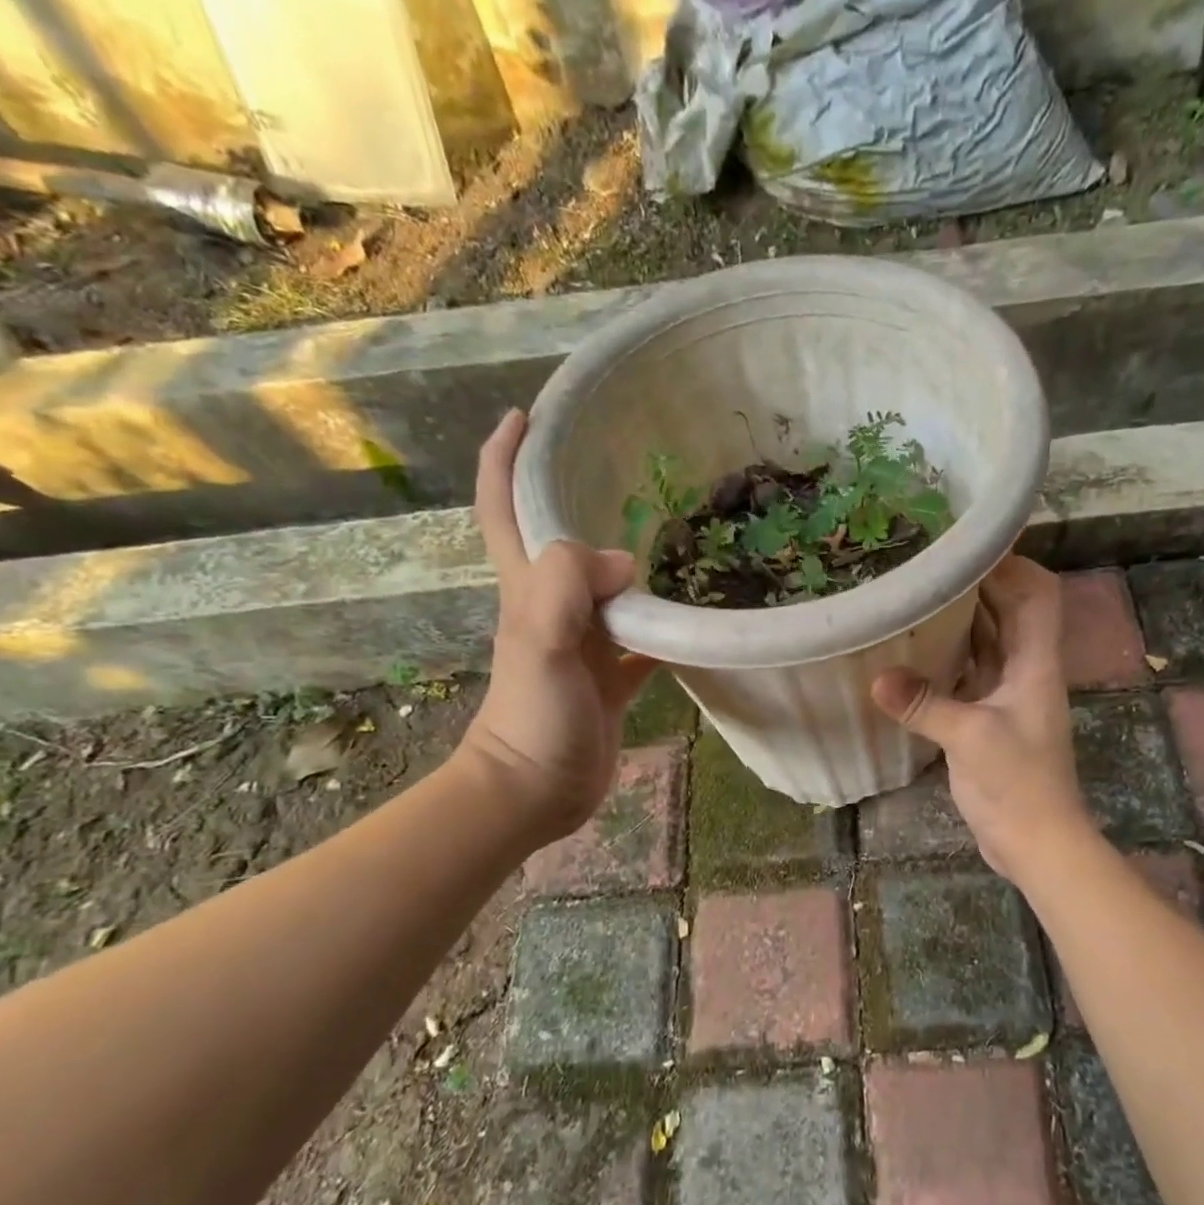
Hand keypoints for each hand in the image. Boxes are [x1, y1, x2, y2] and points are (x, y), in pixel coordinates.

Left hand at [454, 410, 654, 840]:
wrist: (534, 790)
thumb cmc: (532, 718)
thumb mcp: (540, 642)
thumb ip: (570, 587)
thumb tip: (626, 561)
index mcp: (529, 588)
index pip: (506, 508)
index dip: (506, 458)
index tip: (526, 414)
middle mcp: (553, 606)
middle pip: (561, 538)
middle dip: (576, 493)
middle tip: (625, 463)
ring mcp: (584, 643)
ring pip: (608, 587)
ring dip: (631, 558)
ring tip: (675, 527)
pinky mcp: (611, 677)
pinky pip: (643, 639)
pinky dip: (666, 625)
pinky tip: (698, 613)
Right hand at [870, 556, 1091, 884]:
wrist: (1037, 841)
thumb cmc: (1018, 784)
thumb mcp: (970, 738)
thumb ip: (924, 704)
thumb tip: (875, 676)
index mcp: (1035, 663)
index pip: (1037, 594)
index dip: (1011, 564)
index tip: (965, 546)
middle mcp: (1025, 669)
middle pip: (1008, 611)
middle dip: (975, 584)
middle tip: (925, 564)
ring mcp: (1007, 694)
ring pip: (986, 640)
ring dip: (958, 619)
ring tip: (914, 595)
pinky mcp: (988, 716)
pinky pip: (968, 671)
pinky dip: (946, 656)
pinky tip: (911, 650)